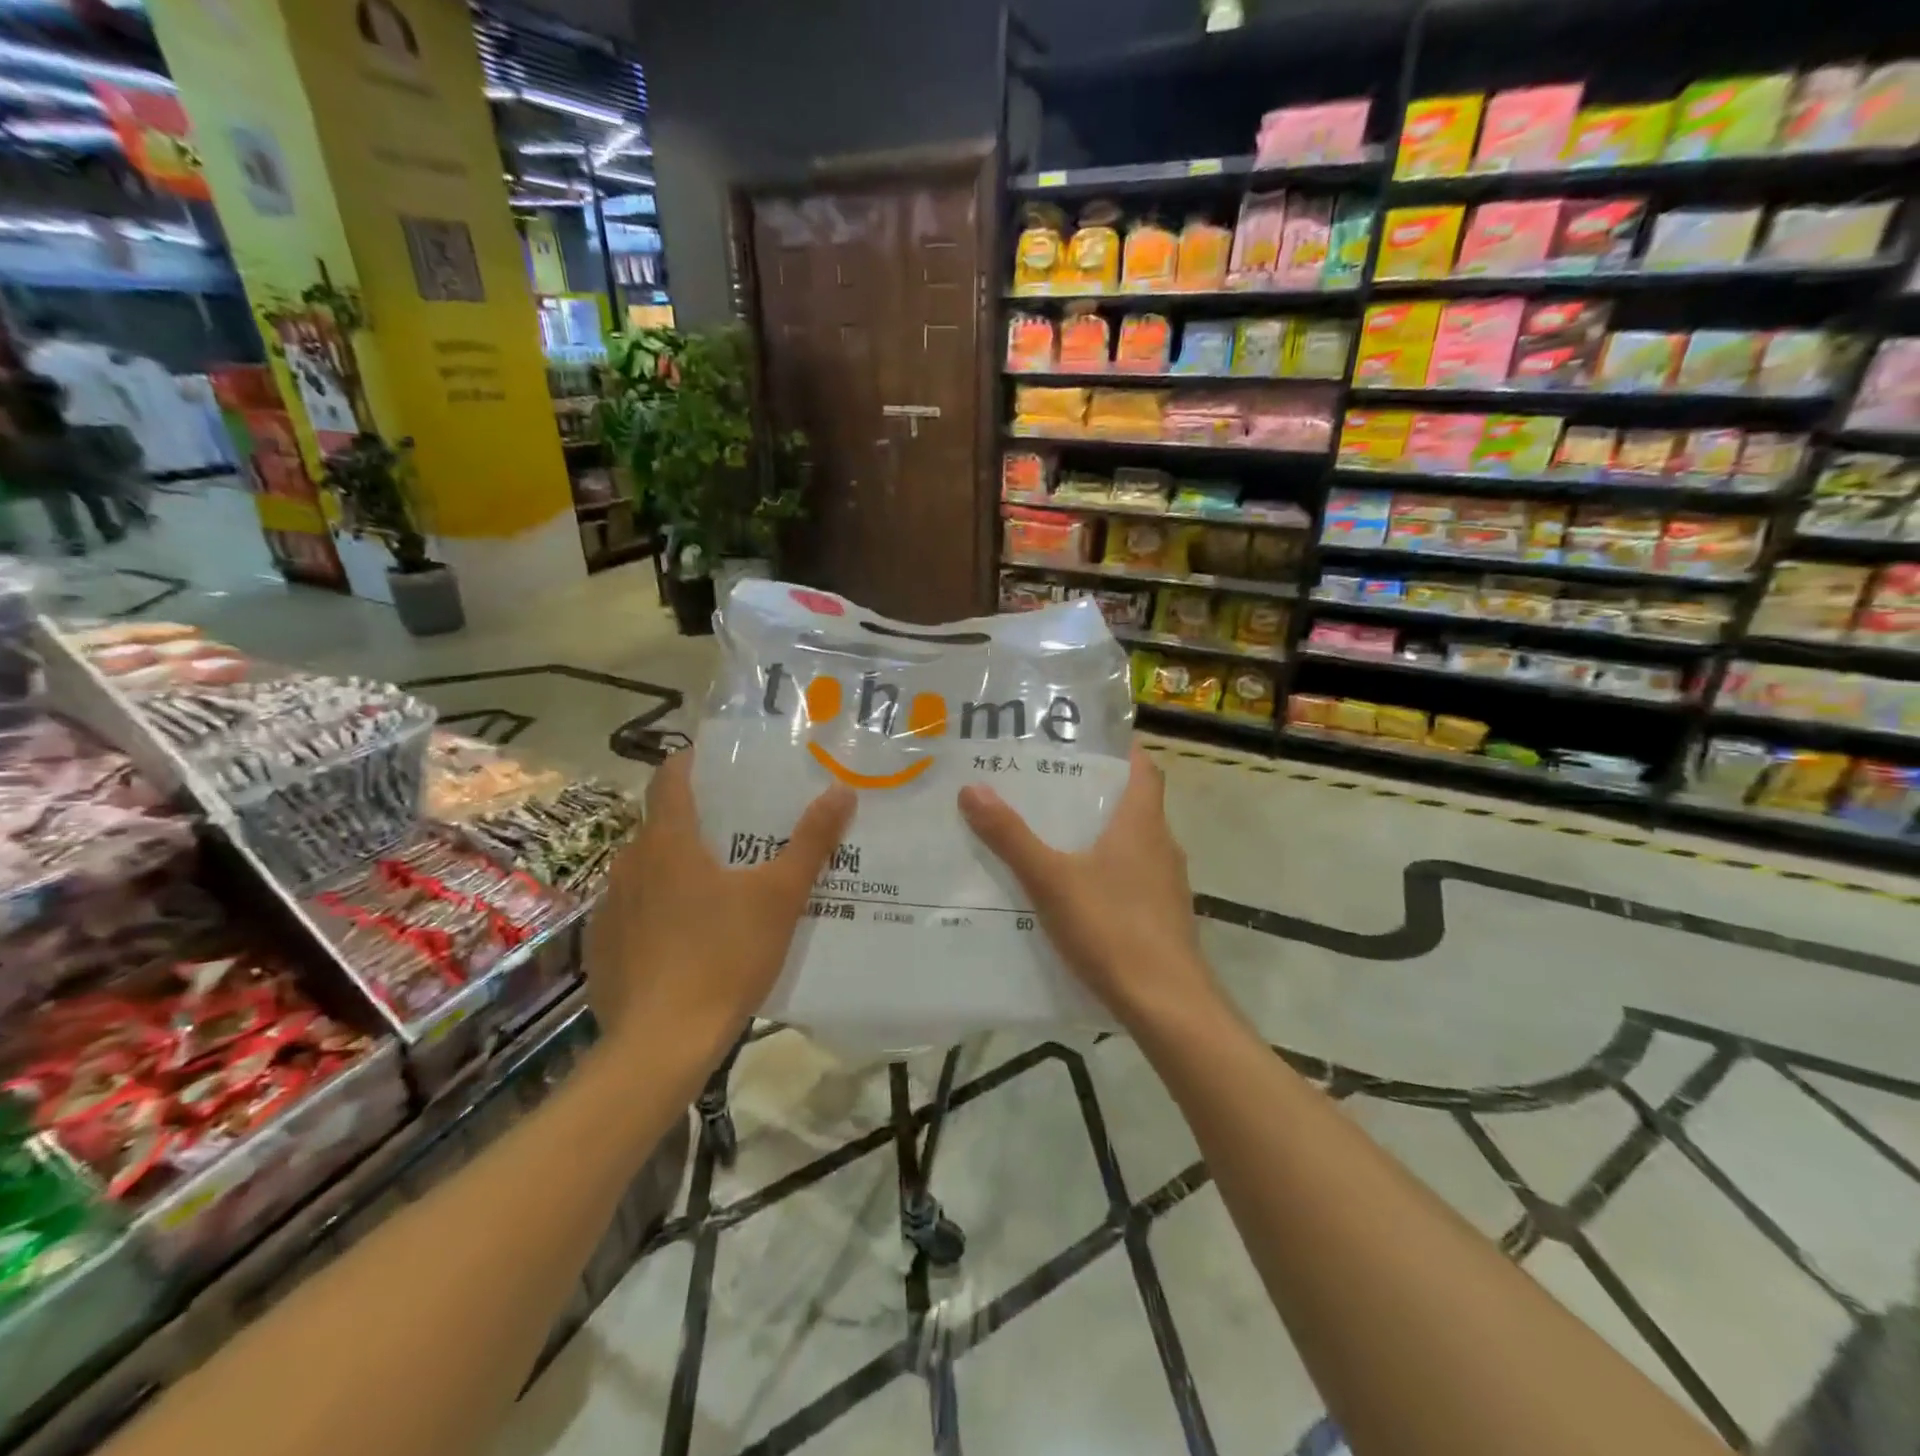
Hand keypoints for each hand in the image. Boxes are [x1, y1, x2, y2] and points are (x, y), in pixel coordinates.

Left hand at [583, 750, 853, 1059]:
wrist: (660, 1045)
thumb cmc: (723, 956)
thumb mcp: (780, 897)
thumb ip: (811, 842)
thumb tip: (841, 790)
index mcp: (667, 842)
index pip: (670, 777)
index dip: (693, 762)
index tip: (722, 764)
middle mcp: (629, 864)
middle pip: (661, 824)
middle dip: (698, 821)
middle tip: (741, 831)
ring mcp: (610, 908)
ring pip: (646, 870)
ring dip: (676, 867)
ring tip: (719, 885)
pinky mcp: (602, 948)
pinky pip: (633, 911)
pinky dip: (658, 909)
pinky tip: (687, 938)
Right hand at [958, 743, 1217, 1028]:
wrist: (1166, 1004)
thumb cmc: (1112, 928)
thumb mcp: (1051, 880)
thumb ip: (1012, 838)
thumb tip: (972, 789)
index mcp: (1142, 824)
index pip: (1143, 768)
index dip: (1120, 750)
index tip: (1085, 742)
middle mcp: (1162, 846)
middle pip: (1134, 805)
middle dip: (1095, 794)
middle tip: (1048, 787)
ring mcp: (1167, 885)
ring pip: (1133, 845)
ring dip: (1100, 836)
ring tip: (1053, 837)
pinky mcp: (1164, 918)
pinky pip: (1134, 880)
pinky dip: (1108, 875)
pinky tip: (1075, 894)